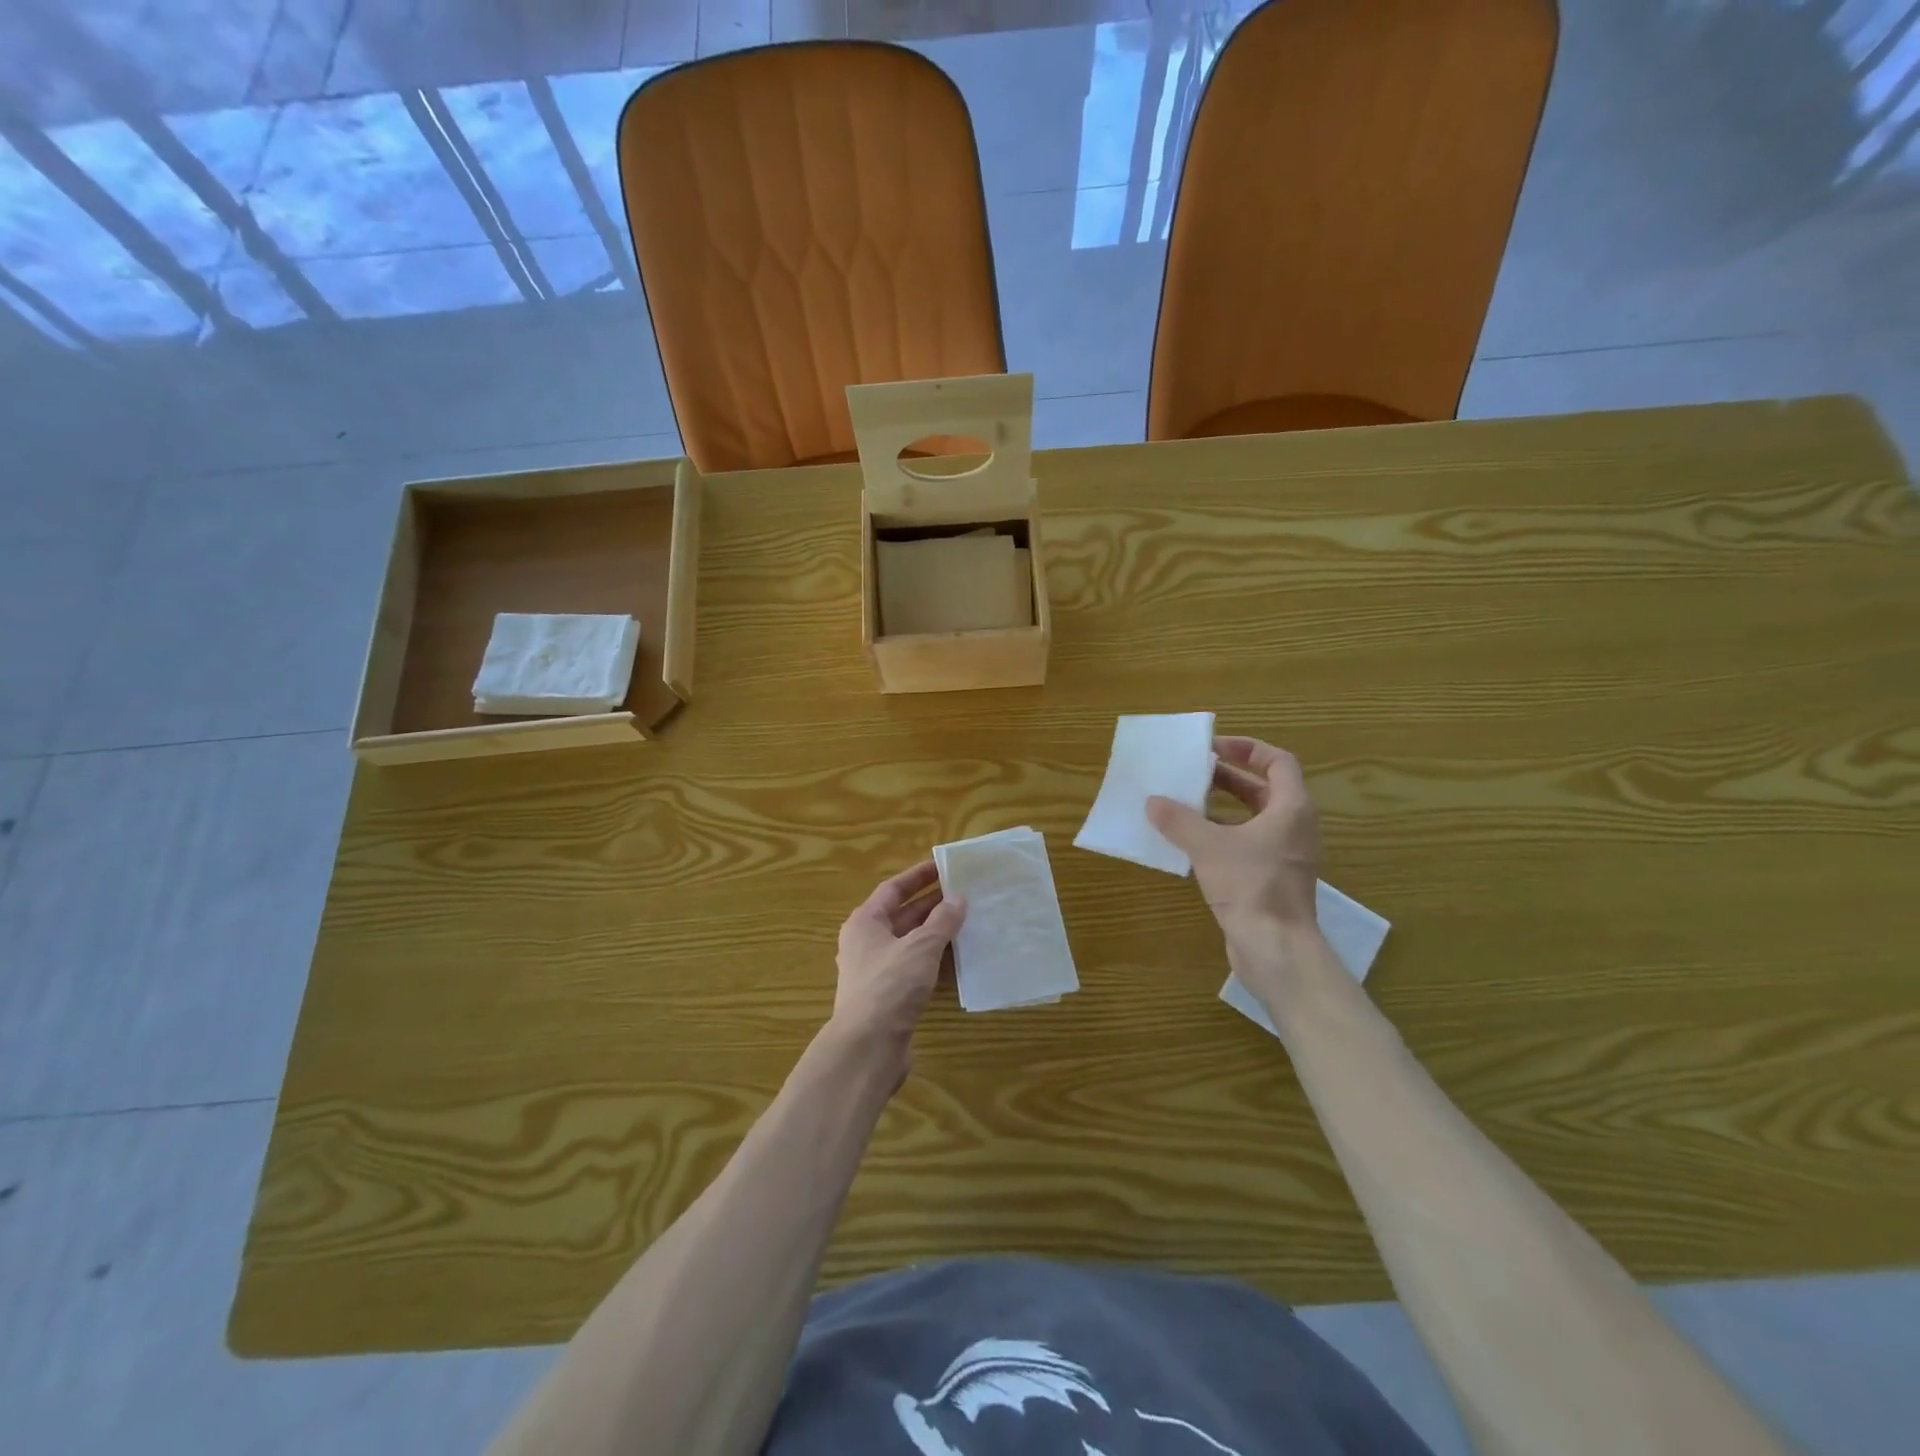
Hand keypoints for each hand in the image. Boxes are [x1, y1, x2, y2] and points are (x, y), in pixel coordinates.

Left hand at [831, 860, 965, 1083]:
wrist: (868, 1047)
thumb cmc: (890, 985)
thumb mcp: (920, 946)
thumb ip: (942, 921)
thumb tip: (958, 898)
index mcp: (865, 922)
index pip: (893, 889)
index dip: (918, 876)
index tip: (944, 866)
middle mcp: (867, 943)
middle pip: (902, 915)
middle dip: (932, 904)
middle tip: (964, 893)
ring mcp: (877, 972)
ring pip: (910, 943)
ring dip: (936, 934)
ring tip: (968, 922)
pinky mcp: (889, 997)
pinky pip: (914, 968)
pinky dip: (934, 960)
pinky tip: (959, 959)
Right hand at [1147, 736, 1320, 939]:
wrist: (1275, 948)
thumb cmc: (1250, 886)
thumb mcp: (1207, 846)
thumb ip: (1179, 820)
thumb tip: (1153, 802)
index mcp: (1292, 808)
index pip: (1278, 761)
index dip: (1247, 748)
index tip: (1213, 748)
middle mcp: (1295, 826)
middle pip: (1264, 788)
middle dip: (1228, 777)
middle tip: (1193, 772)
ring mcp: (1286, 855)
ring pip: (1254, 818)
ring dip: (1222, 807)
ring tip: (1185, 802)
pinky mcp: (1273, 878)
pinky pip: (1248, 843)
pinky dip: (1223, 834)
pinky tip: (1190, 841)